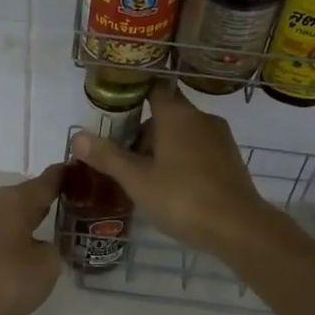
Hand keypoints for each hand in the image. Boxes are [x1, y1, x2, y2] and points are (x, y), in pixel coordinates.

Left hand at [0, 164, 65, 314]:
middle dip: (42, 201)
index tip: (76, 171)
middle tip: (66, 204)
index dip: (63, 176)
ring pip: (6, 217)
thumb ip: (50, 250)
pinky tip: (18, 256)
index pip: (46, 181)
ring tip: (43, 232)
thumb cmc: (7, 277)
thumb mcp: (47, 265)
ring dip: (23, 222)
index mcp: (16, 200)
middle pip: (24, 197)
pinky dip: (8, 241)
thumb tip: (39, 248)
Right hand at [69, 81, 290, 257]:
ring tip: (146, 177)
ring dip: (164, 147)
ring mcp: (220, 137)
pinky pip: (200, 149)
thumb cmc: (182, 198)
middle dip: (145, 132)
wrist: (238, 227)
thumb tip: (76, 136)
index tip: (117, 109)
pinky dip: (184, 159)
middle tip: (124, 159)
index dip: (135, 94)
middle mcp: (200, 117)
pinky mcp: (231, 158)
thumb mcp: (137, 180)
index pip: (154, 88)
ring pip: (184, 133)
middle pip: (167, 113)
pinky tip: (174, 187)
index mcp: (176, 114)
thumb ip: (108, 156)